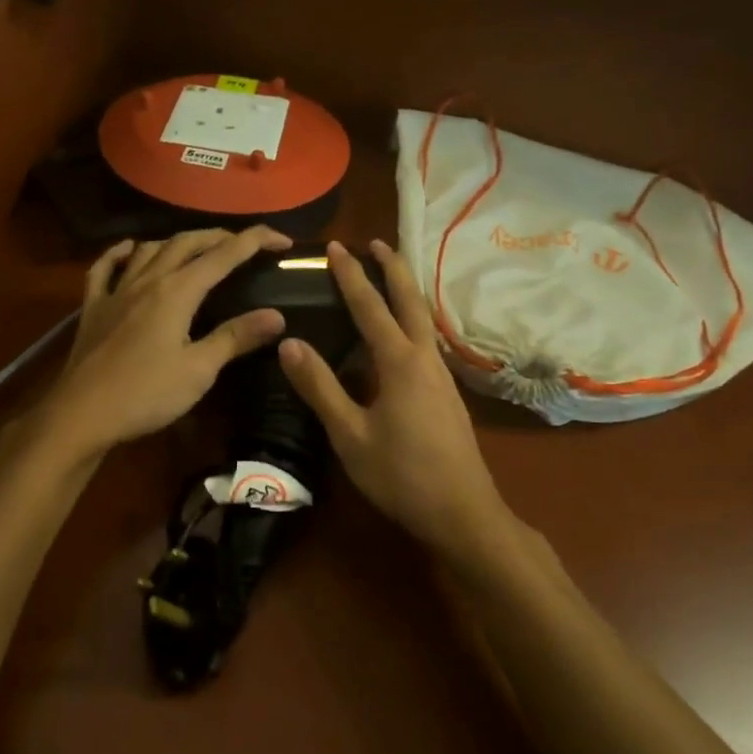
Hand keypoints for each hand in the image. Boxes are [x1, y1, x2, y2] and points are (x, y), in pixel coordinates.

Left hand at [36, 227, 293, 459]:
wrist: (82, 415)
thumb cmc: (145, 394)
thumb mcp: (198, 370)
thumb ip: (235, 337)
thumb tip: (276, 316)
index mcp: (177, 292)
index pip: (224, 255)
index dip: (255, 241)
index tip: (282, 239)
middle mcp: (147, 280)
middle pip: (186, 243)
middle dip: (219, 236)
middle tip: (244, 244)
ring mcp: (116, 291)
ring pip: (149, 249)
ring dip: (177, 241)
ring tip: (196, 247)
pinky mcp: (93, 307)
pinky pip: (105, 268)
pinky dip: (120, 253)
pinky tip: (129, 250)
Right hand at [279, 239, 513, 557]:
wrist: (463, 511)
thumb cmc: (400, 474)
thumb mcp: (349, 434)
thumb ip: (320, 387)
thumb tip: (289, 343)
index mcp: (400, 362)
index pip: (370, 307)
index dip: (351, 275)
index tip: (335, 246)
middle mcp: (425, 358)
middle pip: (410, 300)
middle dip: (393, 268)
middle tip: (376, 242)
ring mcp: (441, 376)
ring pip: (423, 319)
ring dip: (405, 291)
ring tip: (388, 276)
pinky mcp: (447, 393)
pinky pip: (426, 340)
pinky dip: (411, 319)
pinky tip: (402, 335)